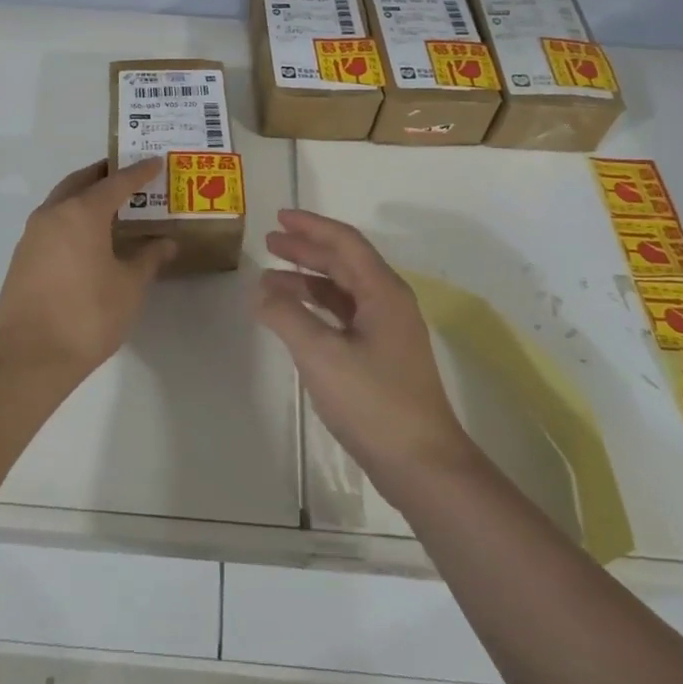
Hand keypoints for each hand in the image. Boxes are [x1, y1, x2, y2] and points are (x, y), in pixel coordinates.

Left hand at [0, 158, 176, 379]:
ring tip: (109, 205)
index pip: (116, 182)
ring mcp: (32, 235)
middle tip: (127, 175)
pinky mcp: (22, 257)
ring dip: (84, 196)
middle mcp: (53, 214)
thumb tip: (167, 242)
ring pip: (61, 201)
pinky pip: (51, 223)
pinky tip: (86, 237)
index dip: (138, 172)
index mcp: (82, 212)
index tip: (155, 162)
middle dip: (104, 175)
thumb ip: (149, 258)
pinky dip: (70, 217)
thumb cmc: (88, 315)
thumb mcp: (130, 286)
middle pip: (81, 182)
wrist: (29, 356)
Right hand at [259, 210, 478, 493]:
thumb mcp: (321, 354)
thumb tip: (259, 289)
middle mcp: (389, 303)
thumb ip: (286, 316)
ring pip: (343, 290)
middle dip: (306, 249)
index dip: (311, 226)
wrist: (423, 466)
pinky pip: (345, 316)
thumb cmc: (373, 402)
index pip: (345, 242)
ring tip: (271, 279)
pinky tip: (294, 317)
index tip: (279, 217)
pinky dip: (317, 308)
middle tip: (270, 242)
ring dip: (308, 280)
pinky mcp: (382, 357)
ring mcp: (388, 331)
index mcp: (383, 292)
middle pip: (344, 262)